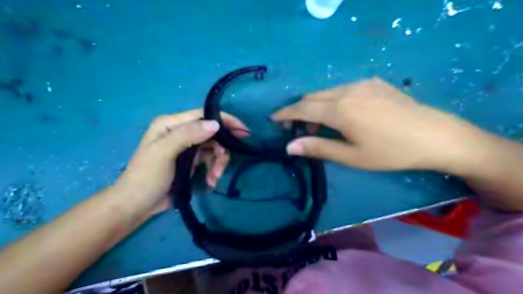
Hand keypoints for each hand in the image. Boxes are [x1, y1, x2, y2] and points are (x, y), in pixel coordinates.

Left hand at [114, 109, 247, 213]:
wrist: (137, 205)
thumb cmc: (146, 177)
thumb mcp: (163, 153)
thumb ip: (187, 135)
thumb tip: (216, 124)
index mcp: (172, 124)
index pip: (203, 115)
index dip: (225, 120)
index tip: (243, 131)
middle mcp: (182, 132)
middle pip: (213, 134)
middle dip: (221, 150)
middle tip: (220, 168)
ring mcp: (188, 147)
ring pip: (214, 148)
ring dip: (218, 163)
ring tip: (214, 178)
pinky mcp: (193, 161)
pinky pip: (211, 160)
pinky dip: (214, 170)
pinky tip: (210, 181)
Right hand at [272, 78, 488, 171]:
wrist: (435, 136)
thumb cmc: (391, 152)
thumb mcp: (352, 156)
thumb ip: (319, 148)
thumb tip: (289, 147)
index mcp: (340, 110)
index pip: (303, 109)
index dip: (286, 113)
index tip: (273, 118)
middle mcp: (347, 91)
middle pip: (312, 97)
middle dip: (299, 111)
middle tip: (297, 129)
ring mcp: (362, 84)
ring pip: (326, 92)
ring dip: (316, 106)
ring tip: (321, 126)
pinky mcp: (374, 82)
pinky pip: (343, 88)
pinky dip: (332, 100)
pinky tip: (342, 113)